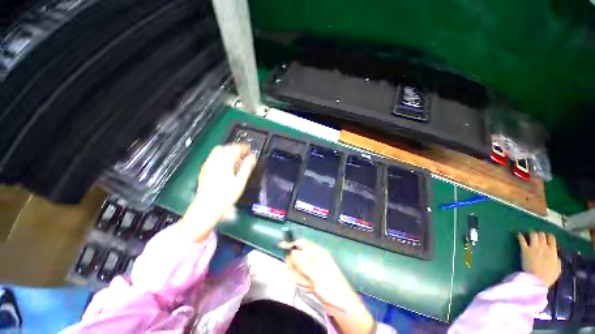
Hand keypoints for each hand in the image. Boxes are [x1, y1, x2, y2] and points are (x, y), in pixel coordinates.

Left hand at [179, 145, 255, 241]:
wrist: (207, 207)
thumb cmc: (226, 195)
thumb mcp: (240, 182)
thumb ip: (247, 168)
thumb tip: (253, 157)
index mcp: (224, 162)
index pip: (235, 148)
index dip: (244, 147)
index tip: (250, 150)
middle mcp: (214, 160)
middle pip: (225, 147)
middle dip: (235, 148)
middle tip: (243, 154)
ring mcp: (208, 164)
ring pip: (218, 151)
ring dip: (228, 151)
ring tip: (236, 159)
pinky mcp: (204, 169)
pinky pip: (213, 157)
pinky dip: (221, 156)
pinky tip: (226, 165)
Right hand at [280, 240, 374, 333]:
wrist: (343, 304)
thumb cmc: (331, 287)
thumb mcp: (317, 274)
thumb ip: (304, 262)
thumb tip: (292, 251)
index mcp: (318, 252)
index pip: (302, 243)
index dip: (292, 244)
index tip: (281, 248)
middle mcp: (315, 257)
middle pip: (298, 255)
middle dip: (296, 266)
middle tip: (300, 276)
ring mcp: (314, 267)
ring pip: (299, 267)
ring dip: (300, 276)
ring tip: (308, 284)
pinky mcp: (313, 276)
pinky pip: (302, 276)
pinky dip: (303, 282)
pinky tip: (310, 287)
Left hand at [517, 232, 561, 287]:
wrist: (537, 280)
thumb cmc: (548, 277)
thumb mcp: (557, 269)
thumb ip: (557, 260)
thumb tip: (555, 256)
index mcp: (553, 252)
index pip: (552, 239)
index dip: (549, 236)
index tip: (547, 236)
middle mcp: (544, 247)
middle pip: (542, 235)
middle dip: (540, 234)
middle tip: (538, 234)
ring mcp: (533, 248)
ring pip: (533, 235)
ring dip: (531, 233)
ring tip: (529, 233)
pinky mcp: (525, 250)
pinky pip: (522, 240)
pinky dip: (520, 236)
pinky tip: (518, 234)